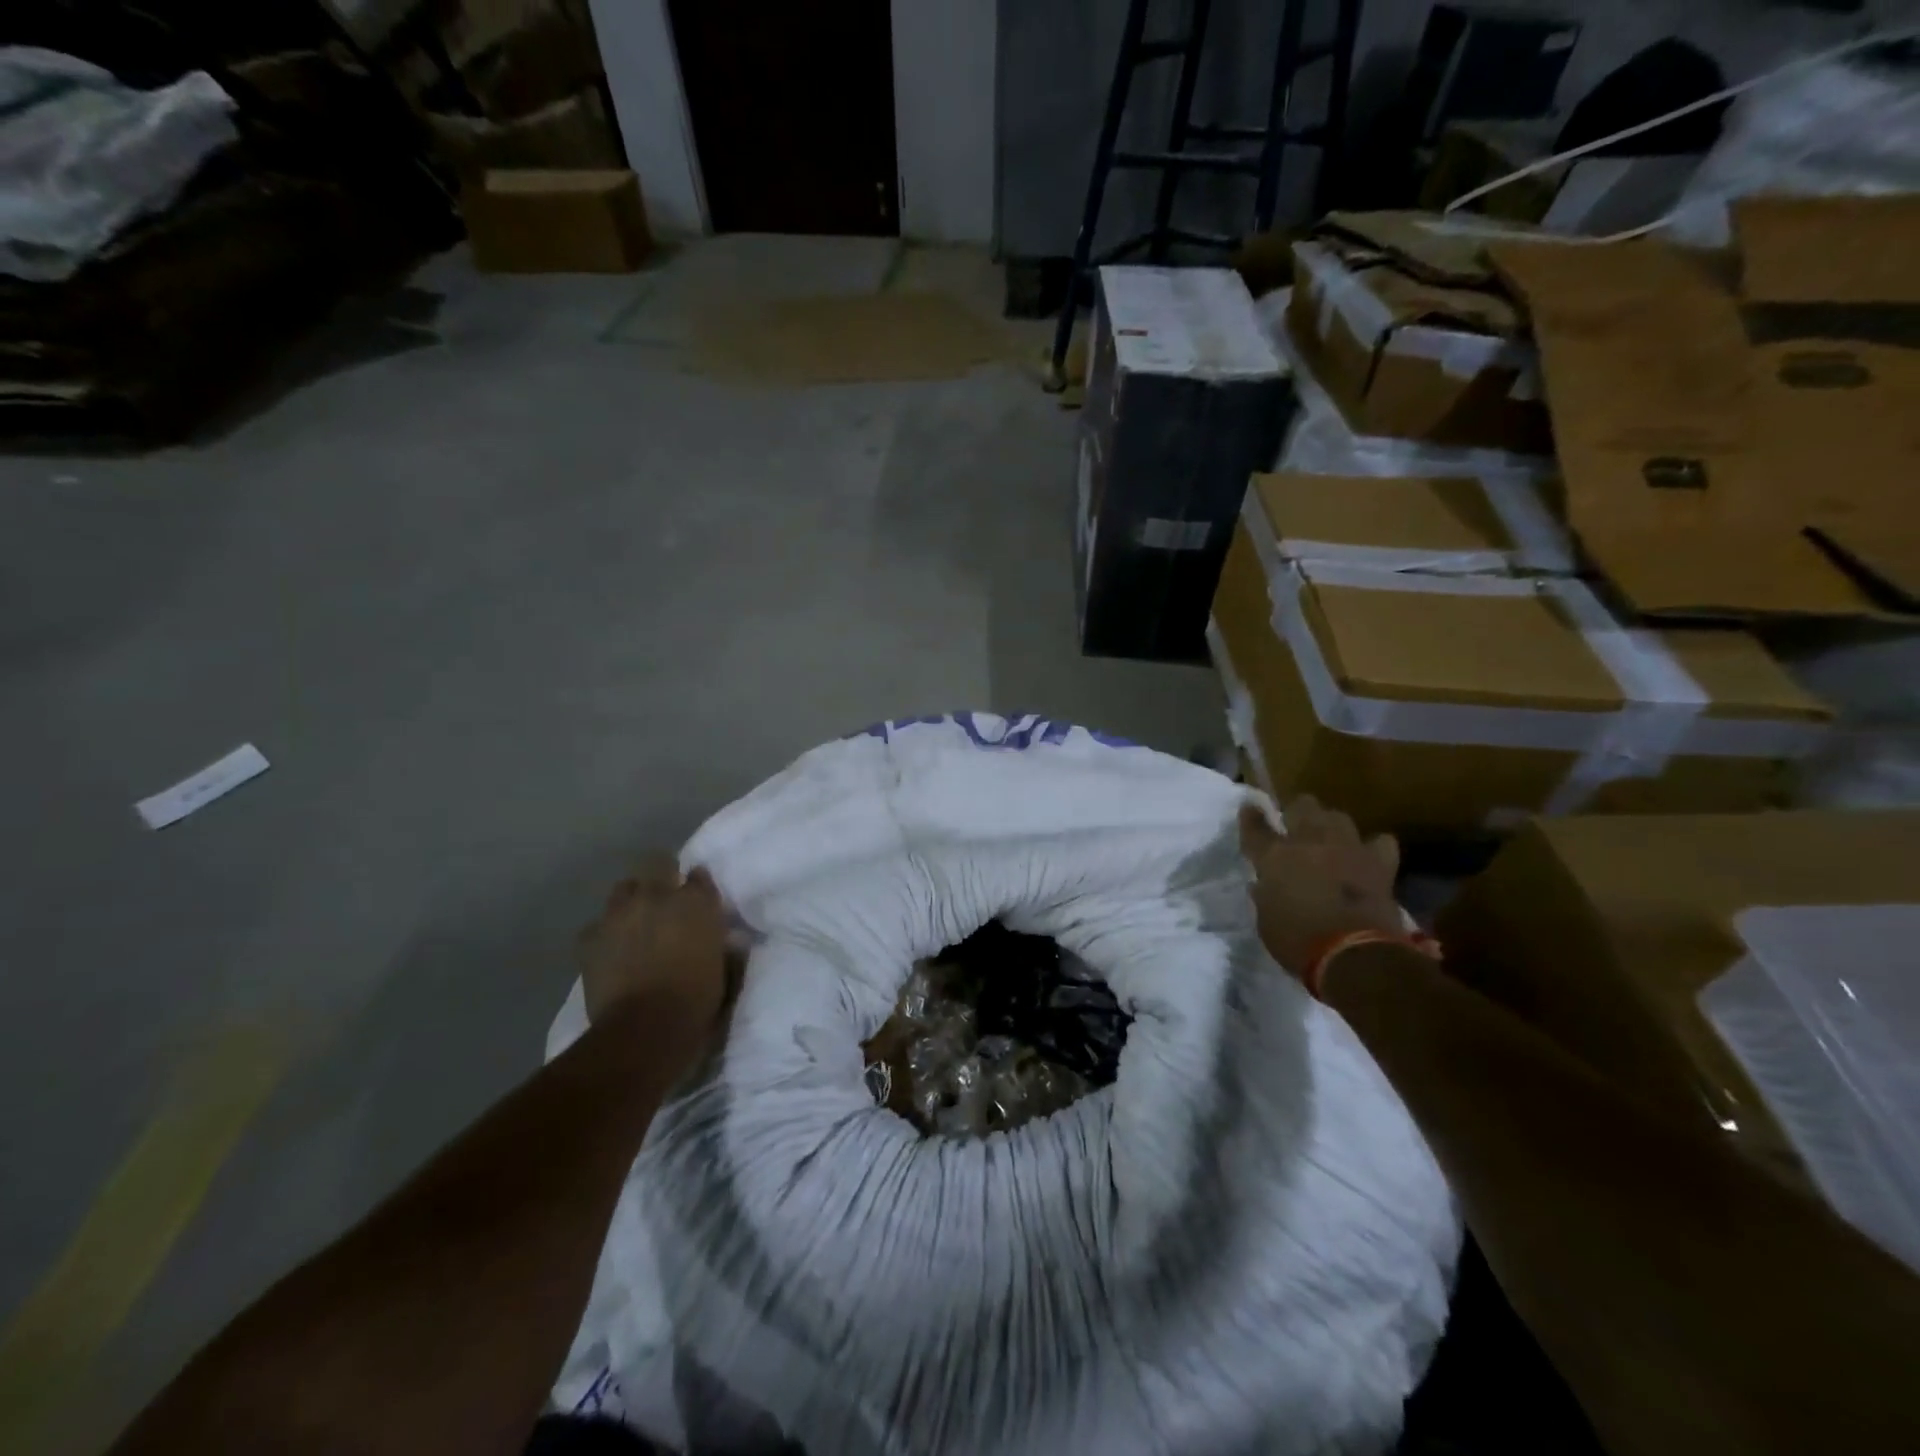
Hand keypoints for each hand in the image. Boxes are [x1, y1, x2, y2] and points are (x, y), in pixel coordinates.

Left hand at [577, 858, 730, 1041]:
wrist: (644, 1029)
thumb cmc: (697, 1001)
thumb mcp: (725, 970)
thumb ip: (722, 947)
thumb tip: (724, 941)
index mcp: (697, 902)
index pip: (699, 876)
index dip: (697, 886)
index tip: (698, 899)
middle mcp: (658, 896)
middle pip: (657, 863)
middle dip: (661, 874)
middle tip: (665, 899)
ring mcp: (620, 914)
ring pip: (624, 888)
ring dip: (632, 900)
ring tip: (635, 922)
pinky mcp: (590, 937)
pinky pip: (597, 925)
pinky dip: (605, 933)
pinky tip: (611, 950)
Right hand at [1239, 796, 1401, 982]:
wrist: (1354, 955)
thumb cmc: (1297, 942)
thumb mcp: (1265, 920)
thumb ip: (1265, 894)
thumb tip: (1264, 884)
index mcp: (1274, 856)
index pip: (1256, 826)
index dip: (1251, 816)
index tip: (1249, 808)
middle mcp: (1309, 842)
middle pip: (1302, 805)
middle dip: (1297, 812)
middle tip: (1294, 827)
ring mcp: (1347, 848)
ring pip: (1338, 816)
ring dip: (1330, 825)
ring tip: (1329, 839)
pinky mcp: (1379, 864)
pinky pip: (1380, 842)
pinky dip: (1373, 847)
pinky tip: (1367, 857)